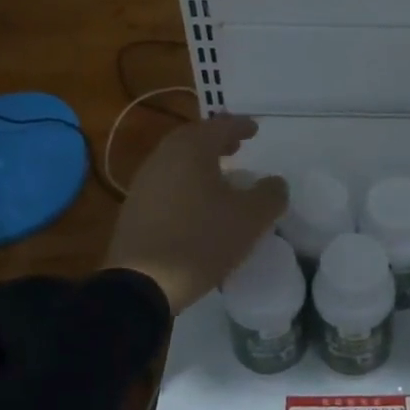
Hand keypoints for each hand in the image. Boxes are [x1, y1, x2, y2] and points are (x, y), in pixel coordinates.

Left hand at [105, 116, 287, 314]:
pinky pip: (166, 183)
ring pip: (177, 160)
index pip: (220, 126)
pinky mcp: (134, 208)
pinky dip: (185, 183)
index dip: (240, 126)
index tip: (254, 130)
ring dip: (199, 162)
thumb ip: (270, 195)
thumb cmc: (200, 240)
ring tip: (219, 177)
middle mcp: (164, 156)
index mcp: (191, 149)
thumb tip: (276, 183)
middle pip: (194, 138)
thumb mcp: (249, 219)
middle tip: (235, 147)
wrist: (139, 284)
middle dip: (216, 140)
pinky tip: (196, 204)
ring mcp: (144, 181)